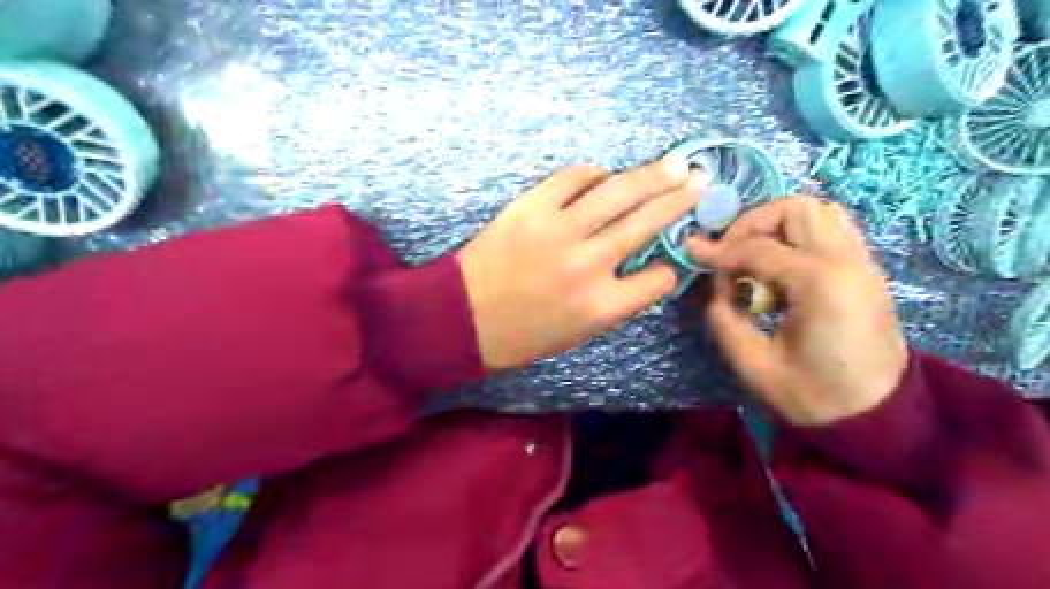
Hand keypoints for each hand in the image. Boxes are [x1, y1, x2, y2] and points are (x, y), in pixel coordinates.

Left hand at [458, 158, 709, 367]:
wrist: (463, 317)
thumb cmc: (521, 335)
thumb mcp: (578, 334)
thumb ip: (615, 302)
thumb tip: (641, 267)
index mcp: (601, 306)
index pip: (658, 279)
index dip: (670, 268)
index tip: (670, 258)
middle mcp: (588, 264)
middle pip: (647, 223)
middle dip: (680, 200)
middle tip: (701, 180)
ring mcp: (559, 230)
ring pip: (618, 192)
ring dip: (652, 175)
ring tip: (675, 165)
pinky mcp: (531, 207)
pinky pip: (573, 178)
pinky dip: (595, 173)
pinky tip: (605, 175)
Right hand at [691, 197, 911, 425]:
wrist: (875, 419)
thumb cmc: (811, 396)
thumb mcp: (753, 362)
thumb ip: (724, 316)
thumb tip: (715, 287)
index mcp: (821, 283)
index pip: (758, 248)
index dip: (720, 250)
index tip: (693, 253)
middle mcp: (848, 262)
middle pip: (796, 209)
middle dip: (754, 224)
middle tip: (731, 251)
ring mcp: (863, 264)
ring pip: (820, 212)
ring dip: (779, 225)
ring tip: (755, 255)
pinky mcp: (865, 273)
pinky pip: (832, 231)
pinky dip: (800, 236)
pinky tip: (780, 267)